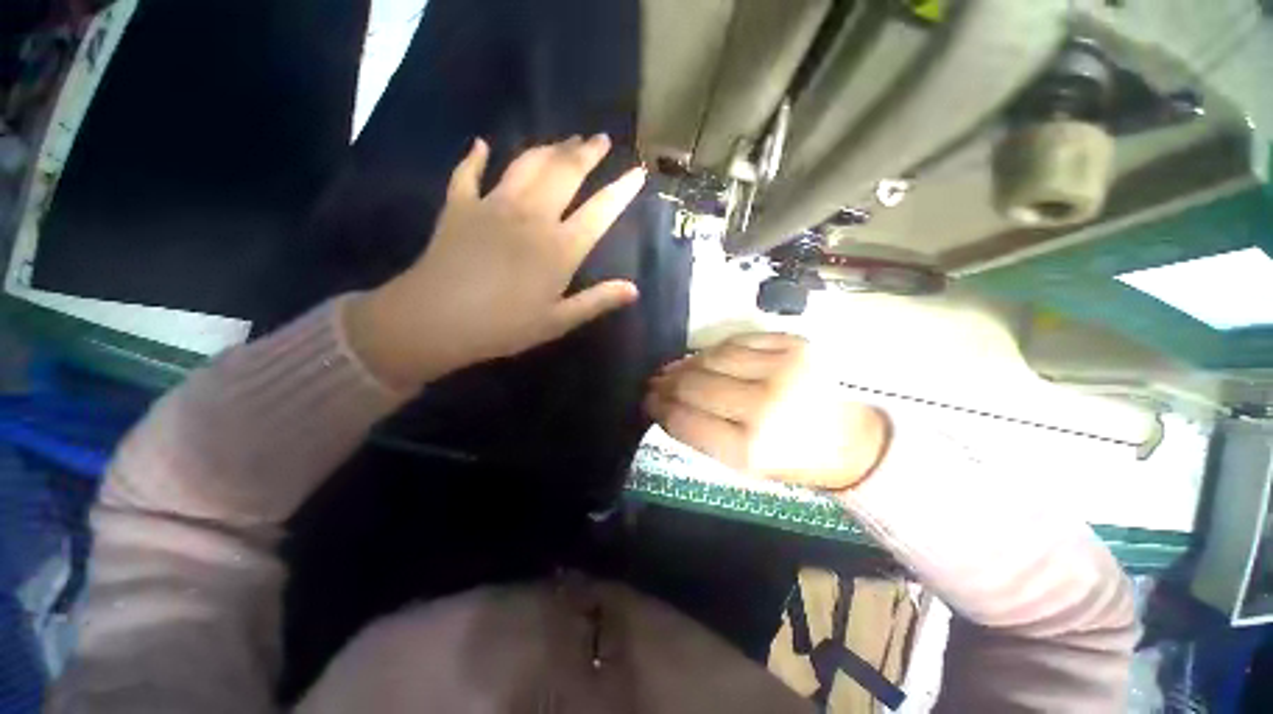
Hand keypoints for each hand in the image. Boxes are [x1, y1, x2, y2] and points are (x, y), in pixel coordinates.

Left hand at [348, 135, 645, 388]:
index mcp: (559, 248)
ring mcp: (494, 205)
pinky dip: (475, 157)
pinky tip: (481, 146)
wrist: (437, 319)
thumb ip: (597, 301)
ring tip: (565, 139)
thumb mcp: (558, 321)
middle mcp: (532, 216)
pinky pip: (469, 173)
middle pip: (565, 173)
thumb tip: (634, 290)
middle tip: (601, 138)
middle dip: (587, 153)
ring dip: (549, 148)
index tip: (638, 171)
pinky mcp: (460, 205)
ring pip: (527, 164)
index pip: (600, 211)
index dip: (622, 190)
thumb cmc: (504, 326)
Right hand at [645, 333, 890, 489]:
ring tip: (677, 368)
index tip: (647, 401)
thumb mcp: (742, 465)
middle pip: (695, 384)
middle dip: (667, 383)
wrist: (852, 438)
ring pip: (713, 356)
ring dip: (688, 362)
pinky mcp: (795, 345)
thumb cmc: (792, 459)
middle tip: (655, 382)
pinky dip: (717, 349)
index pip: (686, 420)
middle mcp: (765, 405)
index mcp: (751, 449)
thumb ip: (700, 433)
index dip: (659, 408)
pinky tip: (708, 357)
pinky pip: (739, 340)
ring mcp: (783, 369)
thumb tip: (665, 401)